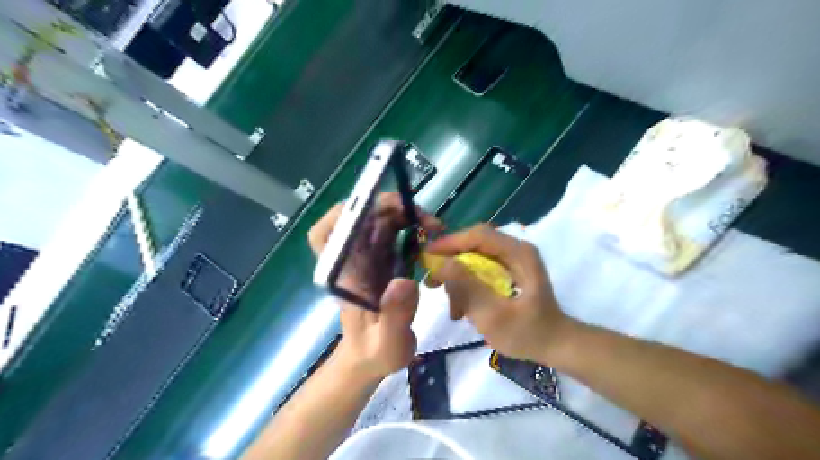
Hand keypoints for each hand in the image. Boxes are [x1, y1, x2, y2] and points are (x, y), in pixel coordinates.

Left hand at [309, 194, 441, 379]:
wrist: (373, 358)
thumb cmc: (375, 353)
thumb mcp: (388, 343)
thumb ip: (394, 317)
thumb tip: (403, 282)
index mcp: (345, 275)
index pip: (324, 235)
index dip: (342, 215)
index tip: (372, 209)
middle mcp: (353, 260)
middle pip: (360, 219)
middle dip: (389, 208)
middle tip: (423, 217)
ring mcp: (369, 259)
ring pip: (379, 222)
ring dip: (404, 215)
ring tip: (432, 226)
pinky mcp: (384, 261)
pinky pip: (393, 234)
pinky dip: (411, 227)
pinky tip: (429, 235)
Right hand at [426, 225, 571, 363]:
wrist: (554, 344)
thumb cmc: (528, 333)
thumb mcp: (493, 315)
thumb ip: (467, 287)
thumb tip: (441, 263)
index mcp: (518, 253)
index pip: (478, 235)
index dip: (450, 242)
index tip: (427, 256)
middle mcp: (515, 249)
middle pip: (473, 244)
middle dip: (450, 263)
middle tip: (433, 283)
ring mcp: (511, 260)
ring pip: (473, 259)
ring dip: (458, 280)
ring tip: (453, 309)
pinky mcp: (507, 271)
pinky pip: (479, 270)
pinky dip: (467, 287)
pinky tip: (462, 309)